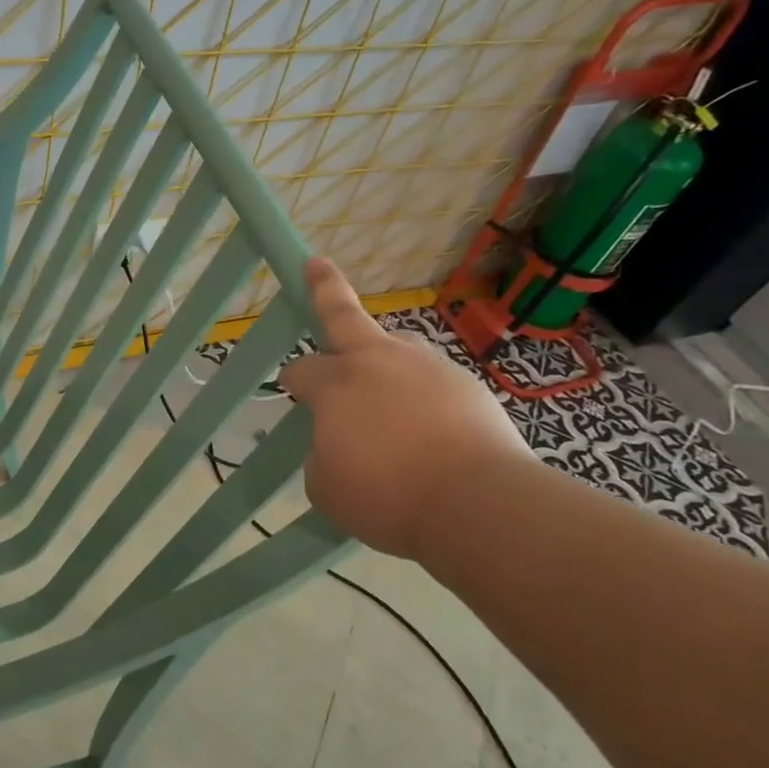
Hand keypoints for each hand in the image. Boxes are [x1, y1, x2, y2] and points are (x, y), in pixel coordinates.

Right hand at [279, 257, 530, 558]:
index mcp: (336, 383)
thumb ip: (321, 454)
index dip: (293, 379)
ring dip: (381, 355)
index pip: (302, 370)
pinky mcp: (465, 383)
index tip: (292, 387)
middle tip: (315, 265)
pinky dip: (420, 395)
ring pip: (395, 346)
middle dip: (325, 287)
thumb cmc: (387, 495)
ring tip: (382, 383)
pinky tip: (427, 424)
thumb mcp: (326, 486)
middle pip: (344, 315)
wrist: (477, 502)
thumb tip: (337, 443)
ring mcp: (426, 366)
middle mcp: (378, 361)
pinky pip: (430, 381)